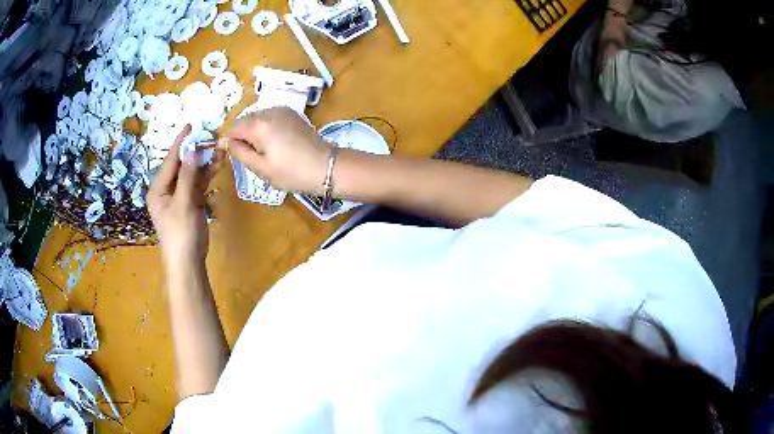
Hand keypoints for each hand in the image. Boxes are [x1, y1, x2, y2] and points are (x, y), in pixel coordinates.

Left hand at [147, 125, 223, 269]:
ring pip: (192, 174)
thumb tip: (193, 150)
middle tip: (210, 137)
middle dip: (196, 152)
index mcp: (158, 189)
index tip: (190, 126)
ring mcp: (179, 197)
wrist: (187, 263)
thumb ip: (188, 176)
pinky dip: (207, 176)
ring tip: (219, 149)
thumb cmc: (180, 234)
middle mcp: (167, 190)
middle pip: (182, 165)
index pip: (170, 161)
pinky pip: (198, 185)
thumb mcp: (183, 203)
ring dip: (204, 163)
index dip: (180, 143)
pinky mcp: (190, 203)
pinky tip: (217, 165)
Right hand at [224, 107, 329, 192]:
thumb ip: (239, 152)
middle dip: (244, 137)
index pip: (233, 129)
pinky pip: (270, 118)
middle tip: (256, 158)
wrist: (326, 167)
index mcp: (259, 124)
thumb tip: (224, 142)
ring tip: (268, 152)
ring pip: (257, 119)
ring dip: (255, 133)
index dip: (232, 143)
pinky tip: (277, 144)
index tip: (240, 158)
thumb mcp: (261, 168)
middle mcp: (269, 110)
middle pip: (245, 121)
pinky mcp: (292, 113)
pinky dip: (267, 129)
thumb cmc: (291, 172)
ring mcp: (282, 109)